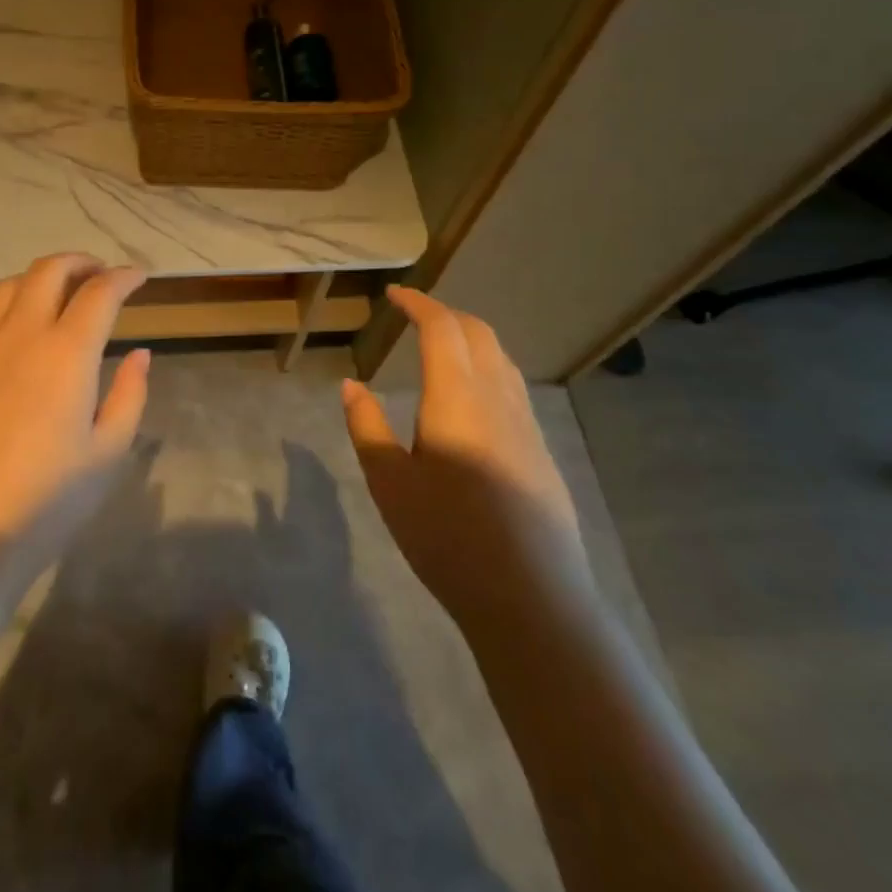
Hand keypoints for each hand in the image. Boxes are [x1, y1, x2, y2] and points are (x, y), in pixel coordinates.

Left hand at [0, 254, 150, 561]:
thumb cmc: (42, 502)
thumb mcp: (107, 454)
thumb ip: (129, 394)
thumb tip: (139, 353)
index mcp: (66, 352)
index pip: (100, 293)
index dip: (123, 277)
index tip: (137, 276)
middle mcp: (18, 333)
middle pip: (48, 270)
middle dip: (79, 263)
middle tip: (97, 274)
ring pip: (6, 287)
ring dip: (37, 280)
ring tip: (53, 297)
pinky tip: (3, 333)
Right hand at [341, 286, 584, 616]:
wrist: (531, 597)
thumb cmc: (447, 536)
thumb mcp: (389, 482)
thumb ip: (367, 426)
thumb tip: (351, 385)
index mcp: (457, 396)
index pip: (441, 328)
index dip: (417, 304)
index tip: (394, 295)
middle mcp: (497, 397)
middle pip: (478, 333)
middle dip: (445, 314)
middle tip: (414, 315)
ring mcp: (526, 424)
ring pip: (501, 358)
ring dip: (470, 338)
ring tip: (441, 347)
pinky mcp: (541, 450)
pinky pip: (512, 386)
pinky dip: (487, 366)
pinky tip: (471, 396)